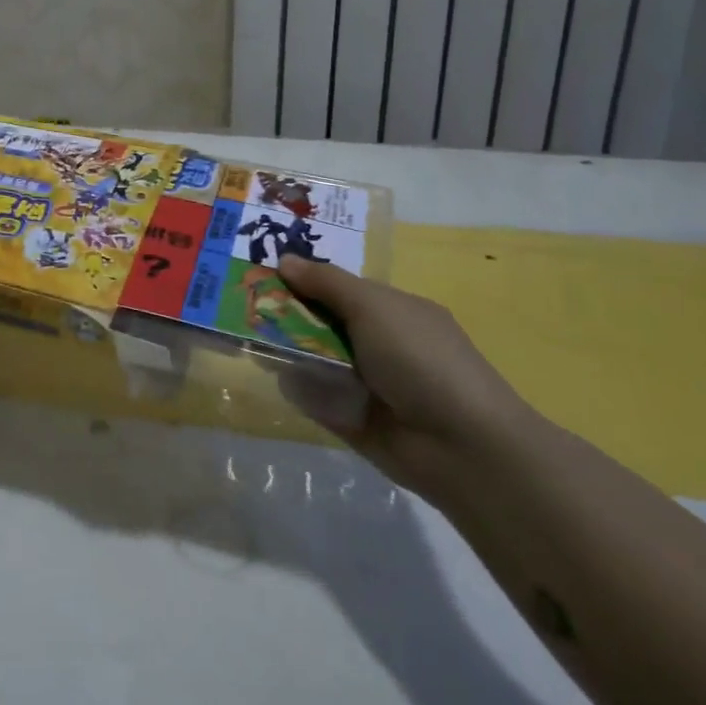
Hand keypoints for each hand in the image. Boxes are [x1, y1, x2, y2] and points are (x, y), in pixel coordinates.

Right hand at [276, 256, 532, 501]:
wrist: (461, 446)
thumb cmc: (420, 359)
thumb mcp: (372, 306)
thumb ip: (325, 283)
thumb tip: (284, 259)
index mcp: (390, 311)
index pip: (336, 288)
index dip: (301, 280)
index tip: (261, 275)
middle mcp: (377, 343)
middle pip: (321, 323)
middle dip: (286, 315)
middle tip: (244, 308)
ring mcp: (365, 383)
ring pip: (314, 359)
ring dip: (287, 351)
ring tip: (251, 342)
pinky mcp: (352, 418)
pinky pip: (315, 397)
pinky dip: (300, 389)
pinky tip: (281, 379)